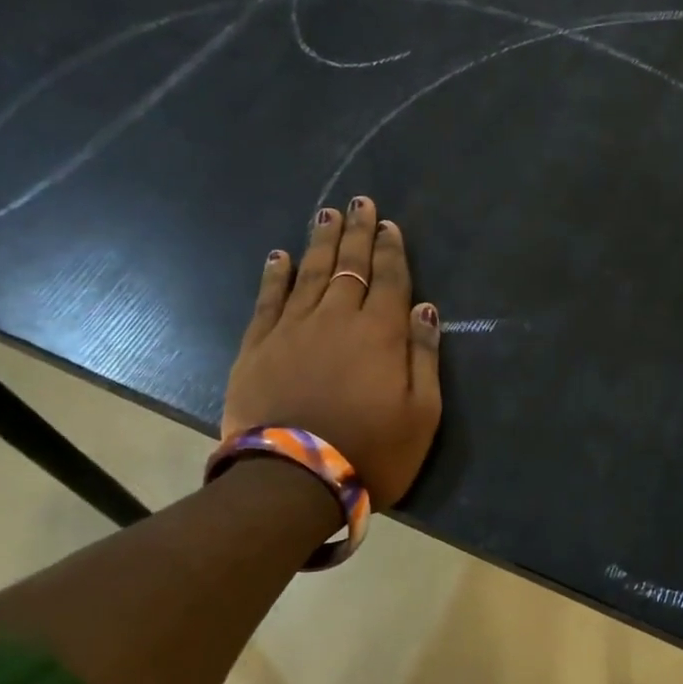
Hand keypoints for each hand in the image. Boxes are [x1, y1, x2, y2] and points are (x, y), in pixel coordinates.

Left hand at [221, 198, 441, 507]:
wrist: (293, 481)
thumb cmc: (372, 451)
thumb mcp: (422, 413)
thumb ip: (424, 355)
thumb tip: (424, 307)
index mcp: (380, 333)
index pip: (389, 279)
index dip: (391, 250)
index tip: (389, 225)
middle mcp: (337, 318)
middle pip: (348, 266)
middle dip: (356, 232)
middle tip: (359, 202)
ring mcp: (292, 330)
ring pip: (309, 274)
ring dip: (320, 242)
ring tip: (326, 214)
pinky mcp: (257, 347)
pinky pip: (268, 300)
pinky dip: (274, 275)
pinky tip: (278, 256)